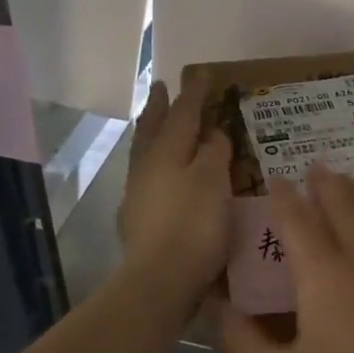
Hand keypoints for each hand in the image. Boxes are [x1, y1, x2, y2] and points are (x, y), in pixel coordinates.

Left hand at [118, 77, 230, 303]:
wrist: (161, 279)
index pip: (183, 114)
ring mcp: (139, 193)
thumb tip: (213, 133)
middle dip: (160, 107)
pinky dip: (155, 163)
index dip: (195, 94)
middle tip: (162, 86)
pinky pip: (147, 175)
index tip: (204, 74)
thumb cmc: (195, 225)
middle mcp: (148, 166)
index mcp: (168, 152)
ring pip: (145, 152)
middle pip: (153, 128)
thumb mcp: (215, 182)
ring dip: (151, 132)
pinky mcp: (138, 218)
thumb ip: (215, 153)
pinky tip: (160, 172)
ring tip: (156, 123)